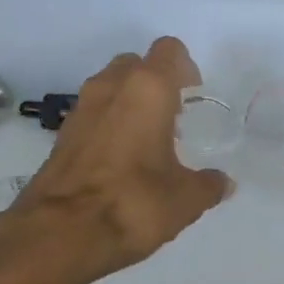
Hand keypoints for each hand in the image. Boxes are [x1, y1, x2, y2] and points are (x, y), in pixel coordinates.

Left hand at [7, 36, 228, 283]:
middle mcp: (111, 86)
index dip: (185, 67)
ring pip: (110, 86)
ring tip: (147, 142)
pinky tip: (120, 160)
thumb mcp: (185, 199)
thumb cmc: (133, 202)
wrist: (60, 232)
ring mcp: (81, 107)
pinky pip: (93, 112)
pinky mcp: (62, 132)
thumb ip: (208, 184)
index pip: (169, 51)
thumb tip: (223, 183)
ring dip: (130, 101)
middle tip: (171, 117)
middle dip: (155, 83)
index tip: (193, 95)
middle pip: (137, 64)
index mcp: (148, 88)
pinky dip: (108, 123)